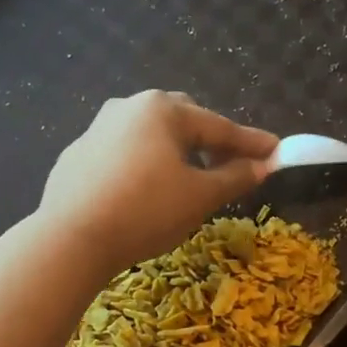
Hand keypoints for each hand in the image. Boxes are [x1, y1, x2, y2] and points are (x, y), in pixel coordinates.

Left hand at [36, 90, 277, 273]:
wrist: (70, 239)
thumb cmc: (145, 212)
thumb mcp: (199, 197)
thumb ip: (235, 177)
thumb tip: (262, 165)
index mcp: (163, 109)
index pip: (219, 126)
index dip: (251, 143)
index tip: (276, 152)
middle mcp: (127, 107)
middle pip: (182, 122)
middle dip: (209, 143)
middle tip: (228, 167)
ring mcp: (96, 130)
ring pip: (149, 138)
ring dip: (174, 155)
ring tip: (185, 183)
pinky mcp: (76, 157)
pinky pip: (121, 157)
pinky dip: (142, 168)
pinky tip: (141, 195)